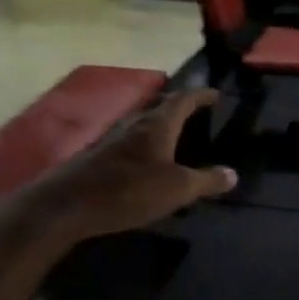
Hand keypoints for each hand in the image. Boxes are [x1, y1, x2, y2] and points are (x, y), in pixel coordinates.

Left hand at [30, 89, 235, 237]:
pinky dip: (144, 145)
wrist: (66, 206)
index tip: (216, 94)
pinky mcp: (97, 157)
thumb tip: (232, 174)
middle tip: (197, 113)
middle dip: (179, 107)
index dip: (201, 95)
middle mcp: (134, 124)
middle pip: (160, 107)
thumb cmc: (128, 190)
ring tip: (175, 136)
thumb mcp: (177, 189)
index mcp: (157, 125)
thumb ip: (206, 181)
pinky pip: (128, 142)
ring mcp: (112, 140)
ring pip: (142, 124)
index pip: (183, 100)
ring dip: (159, 125)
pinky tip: (146, 162)